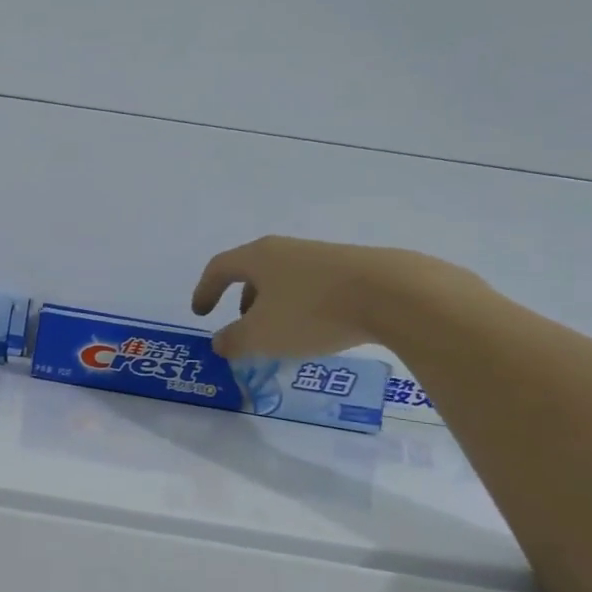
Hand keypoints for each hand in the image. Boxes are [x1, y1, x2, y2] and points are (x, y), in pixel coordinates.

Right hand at [191, 236, 472, 358]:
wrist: (391, 293)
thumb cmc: (312, 312)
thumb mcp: (262, 336)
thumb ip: (234, 341)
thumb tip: (220, 342)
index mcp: (258, 257)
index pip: (220, 268)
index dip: (205, 290)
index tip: (200, 313)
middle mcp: (286, 249)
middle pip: (253, 271)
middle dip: (242, 300)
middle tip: (243, 327)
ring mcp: (321, 256)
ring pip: (285, 280)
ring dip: (274, 305)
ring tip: (281, 335)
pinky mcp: (351, 268)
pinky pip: (312, 287)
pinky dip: (302, 306)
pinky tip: (317, 330)